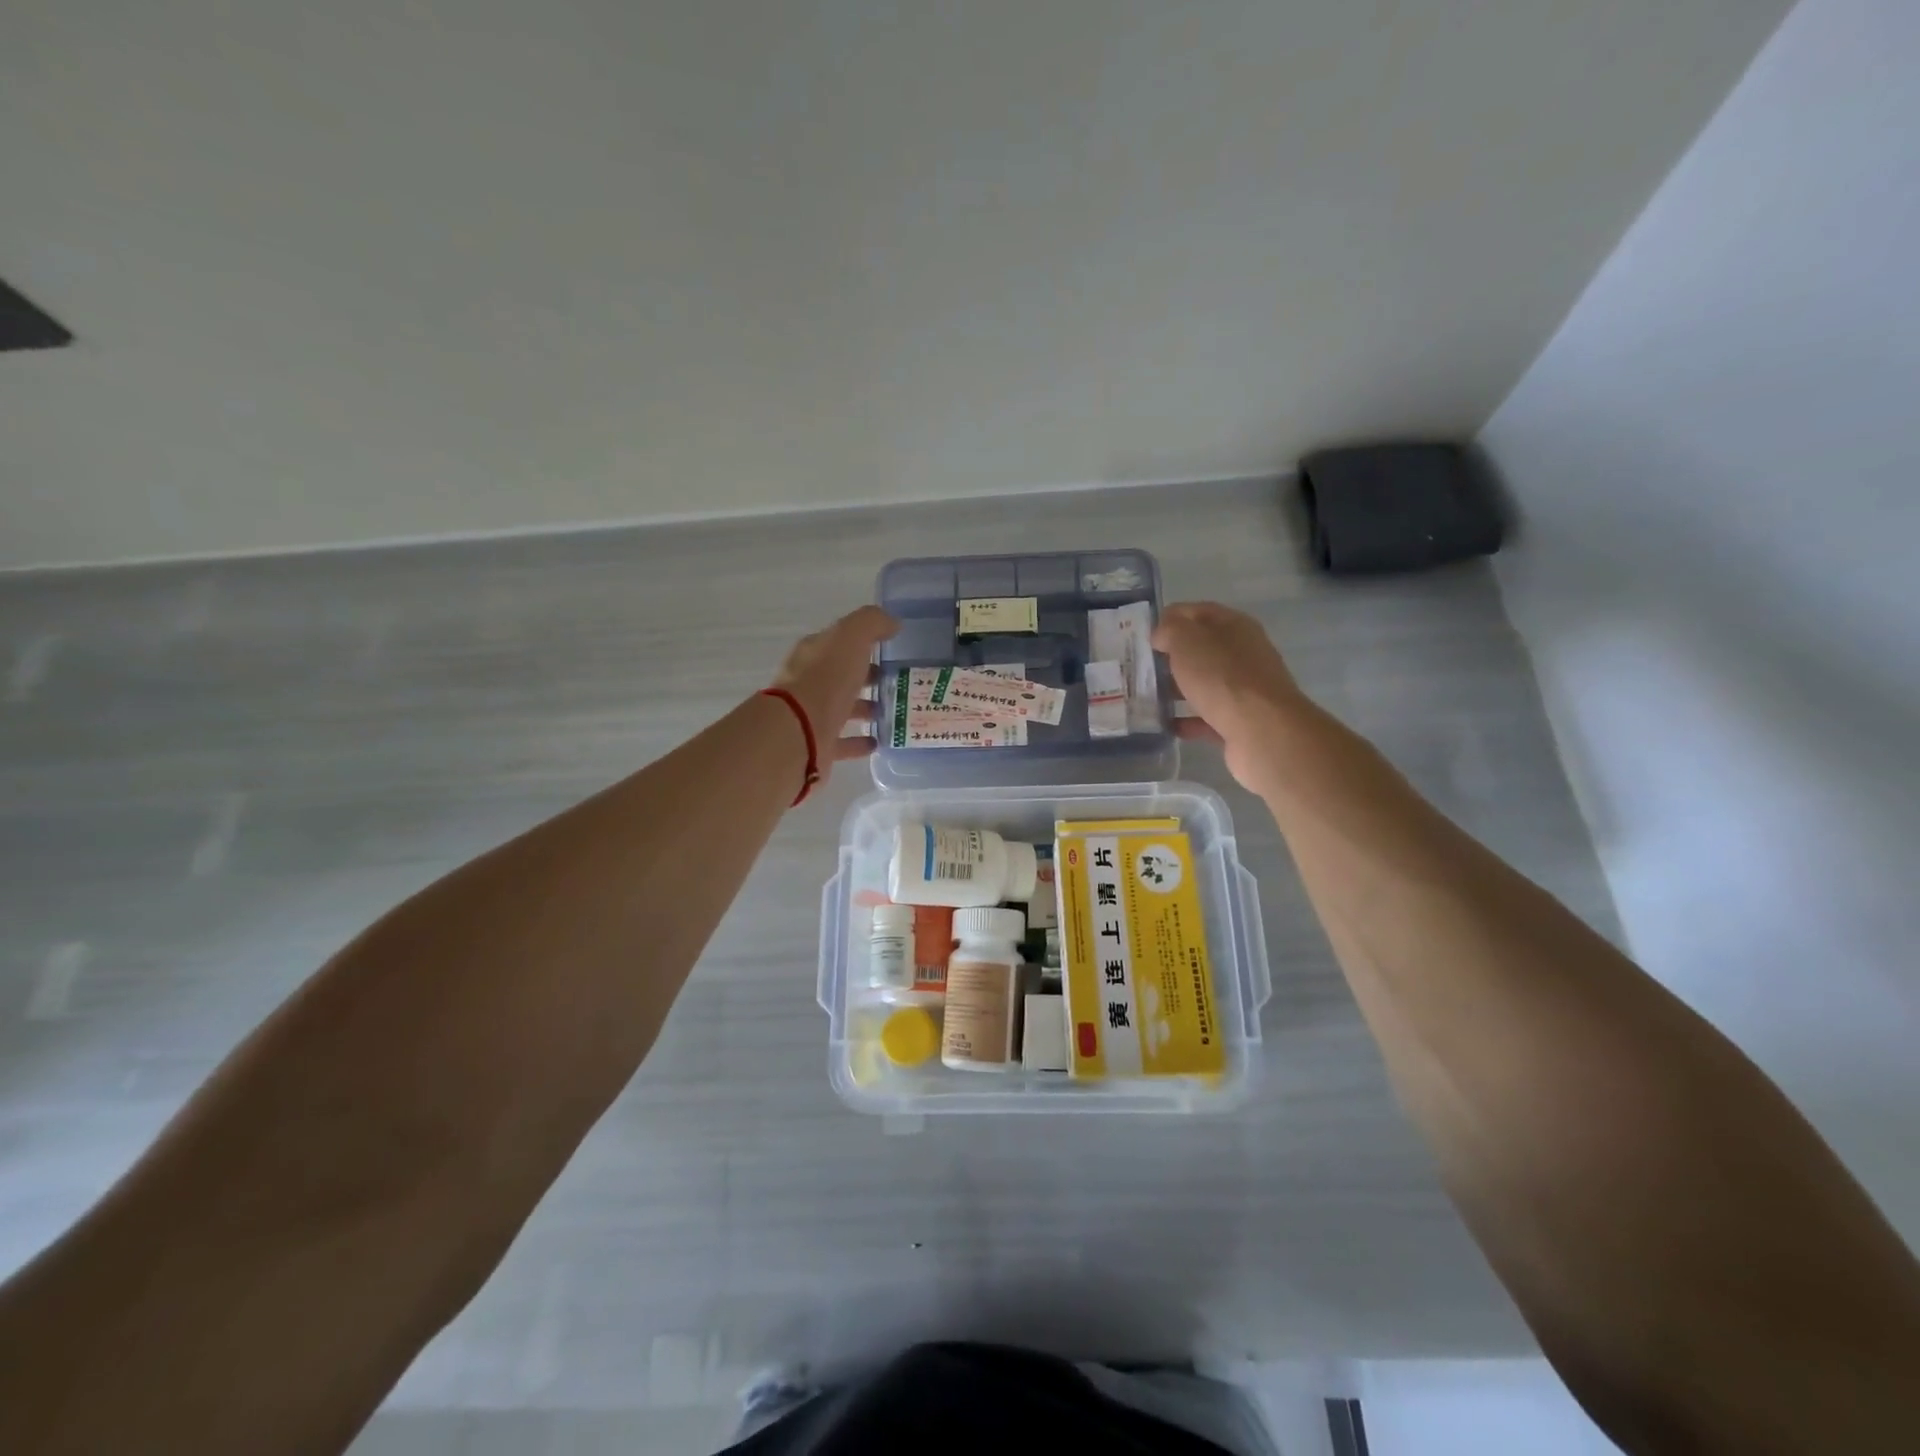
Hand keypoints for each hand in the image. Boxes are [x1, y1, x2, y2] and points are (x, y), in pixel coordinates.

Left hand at [772, 605, 898, 774]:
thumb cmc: (826, 679)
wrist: (799, 732)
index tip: (890, 649)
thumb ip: (871, 623)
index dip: (863, 643)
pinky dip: (859, 741)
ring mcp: (812, 715)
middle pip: (841, 675)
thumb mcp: (851, 637)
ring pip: (843, 708)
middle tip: (897, 681)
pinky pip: (843, 741)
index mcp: (814, 653)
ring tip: (893, 710)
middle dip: (866, 676)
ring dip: (865, 708)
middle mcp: (809, 682)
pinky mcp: (818, 745)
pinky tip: (878, 742)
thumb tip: (892, 623)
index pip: (840, 643)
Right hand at [1153, 601, 1305, 791]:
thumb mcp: (1187, 641)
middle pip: (1203, 649)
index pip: (1198, 612)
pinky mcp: (1241, 721)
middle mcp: (1244, 654)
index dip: (1171, 618)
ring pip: (1205, 683)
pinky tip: (1166, 725)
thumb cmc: (1222, 677)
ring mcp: (1245, 690)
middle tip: (1142, 667)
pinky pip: (1208, 717)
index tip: (1145, 635)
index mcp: (1235, 626)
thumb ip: (1170, 631)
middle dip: (1172, 657)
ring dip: (1178, 689)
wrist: (1261, 730)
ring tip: (1148, 697)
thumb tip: (1162, 636)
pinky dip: (1188, 720)